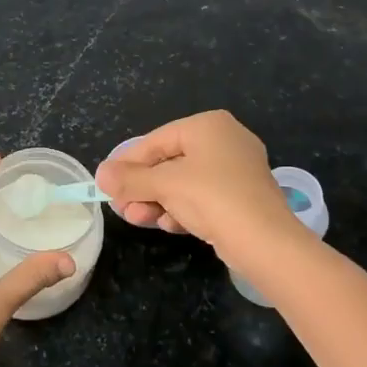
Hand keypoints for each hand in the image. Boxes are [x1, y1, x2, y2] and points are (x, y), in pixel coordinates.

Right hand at [95, 111, 300, 256]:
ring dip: (158, 201)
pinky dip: (182, 209)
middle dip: (143, 188)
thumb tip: (100, 174)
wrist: (265, 241)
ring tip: (139, 219)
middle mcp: (224, 140)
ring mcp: (236, 170)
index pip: (155, 141)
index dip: (127, 164)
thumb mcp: (164, 185)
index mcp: (208, 125)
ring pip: (184, 182)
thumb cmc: (212, 198)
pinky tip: (169, 225)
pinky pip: (202, 197)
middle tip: (121, 208)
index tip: (106, 184)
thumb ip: (130, 178)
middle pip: (169, 162)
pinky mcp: (241, 197)